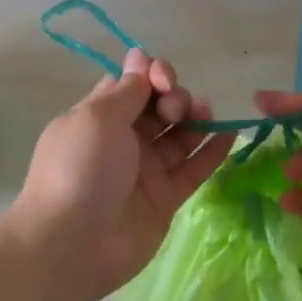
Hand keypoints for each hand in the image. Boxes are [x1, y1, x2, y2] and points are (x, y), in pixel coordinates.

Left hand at [13, 49, 234, 300]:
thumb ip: (127, 89)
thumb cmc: (80, 169)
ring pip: (179, 136)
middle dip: (174, 97)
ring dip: (195, 119)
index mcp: (99, 117)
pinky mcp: (165, 198)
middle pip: (159, 107)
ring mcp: (145, 171)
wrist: (72, 244)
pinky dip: (212, 151)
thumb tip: (139, 56)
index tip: (162, 78)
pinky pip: (193, 169)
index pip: (132, 84)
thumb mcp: (98, 117)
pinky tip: (229, 133)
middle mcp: (123, 140)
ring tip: (205, 115)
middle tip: (174, 109)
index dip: (151, 75)